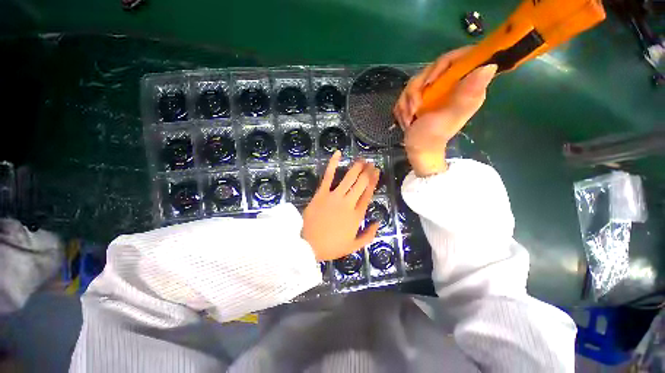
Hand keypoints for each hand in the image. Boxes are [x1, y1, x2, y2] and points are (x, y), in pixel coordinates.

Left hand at [302, 151, 380, 260]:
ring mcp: (334, 196)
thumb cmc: (331, 246)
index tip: (377, 172)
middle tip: (371, 163)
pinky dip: (333, 164)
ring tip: (362, 159)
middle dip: (367, 171)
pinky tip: (338, 153)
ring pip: (349, 178)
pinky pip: (328, 176)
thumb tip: (378, 222)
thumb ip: (368, 235)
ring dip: (356, 167)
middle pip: (361, 183)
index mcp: (356, 215)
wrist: (307, 245)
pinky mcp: (321, 193)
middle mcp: (348, 203)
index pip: (368, 194)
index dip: (374, 181)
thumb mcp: (353, 246)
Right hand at [393, 46, 496, 176]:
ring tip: (409, 118)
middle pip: (431, 69)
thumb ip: (466, 94)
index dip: (442, 65)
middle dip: (417, 90)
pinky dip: (403, 107)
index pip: (460, 58)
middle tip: (415, 108)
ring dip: (407, 101)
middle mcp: (452, 86)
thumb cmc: (432, 137)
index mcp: (466, 87)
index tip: (429, 83)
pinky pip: (407, 93)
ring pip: (416, 82)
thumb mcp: (449, 116)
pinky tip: (406, 119)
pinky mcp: (422, 99)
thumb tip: (491, 65)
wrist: (418, 150)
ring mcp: (435, 92)